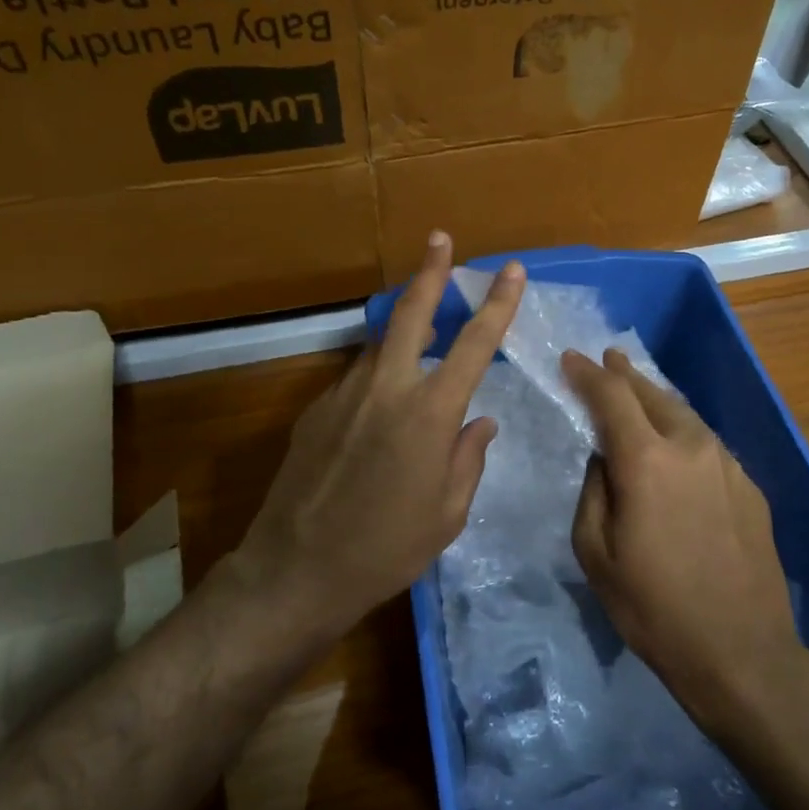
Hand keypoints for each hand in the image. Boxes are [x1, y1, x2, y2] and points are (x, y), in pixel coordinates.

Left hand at [235, 232, 525, 644]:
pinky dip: (377, 379)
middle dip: (430, 273)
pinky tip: (380, 412)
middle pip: (411, 314)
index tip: (511, 270)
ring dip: (402, 333)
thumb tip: (480, 421)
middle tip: (439, 240)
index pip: (473, 344)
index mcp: (430, 414)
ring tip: (420, 336)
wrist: (297, 569)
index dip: (497, 304)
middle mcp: (386, 389)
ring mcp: (344, 394)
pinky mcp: (315, 410)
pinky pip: (356, 381)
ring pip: (379, 347)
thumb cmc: (387, 549)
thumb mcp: (448, 514)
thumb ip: (468, 458)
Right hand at [562, 348, 804, 732]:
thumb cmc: (653, 608)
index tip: (570, 358)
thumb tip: (605, 458)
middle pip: (653, 394)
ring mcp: (727, 465)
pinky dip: (683, 430)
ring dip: (656, 398)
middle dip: (625, 375)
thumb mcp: (595, 553)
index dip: (587, 374)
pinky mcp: (750, 487)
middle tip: (606, 360)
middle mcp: (690, 448)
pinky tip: (676, 441)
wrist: (741, 652)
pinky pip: (707, 443)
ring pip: (685, 415)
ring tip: (638, 391)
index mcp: (646, 461)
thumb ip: (593, 491)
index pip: (611, 397)